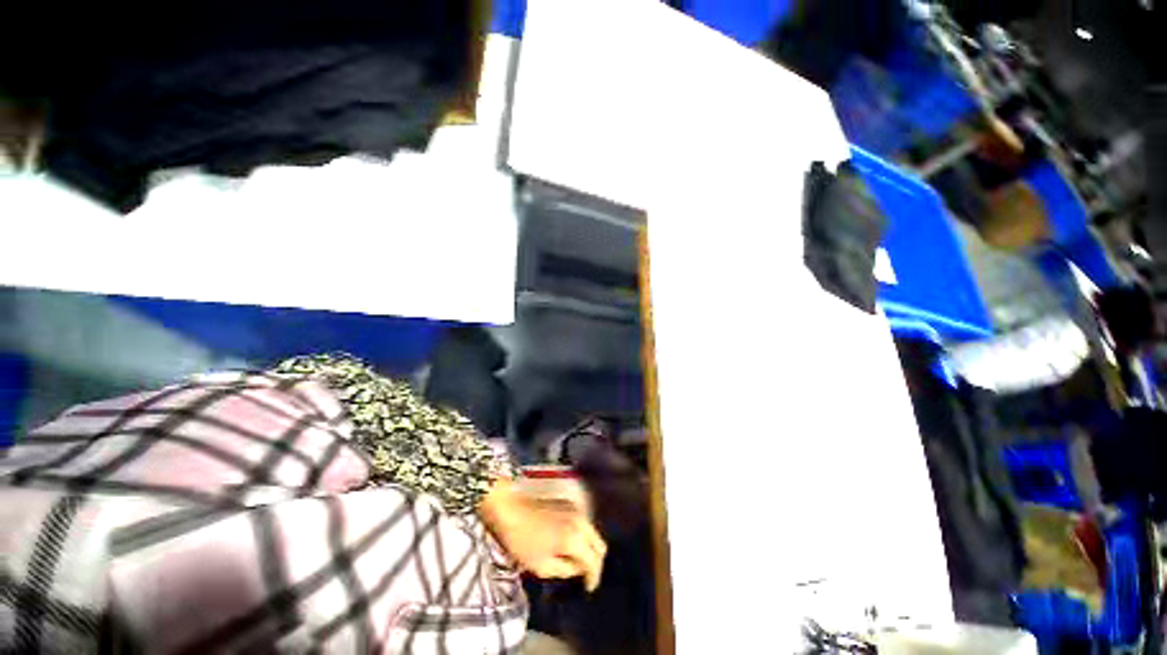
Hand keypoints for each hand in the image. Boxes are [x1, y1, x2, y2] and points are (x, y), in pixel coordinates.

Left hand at [479, 480, 606, 590]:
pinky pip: (585, 523)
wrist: (511, 510)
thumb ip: (565, 570)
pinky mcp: (570, 503)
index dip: (593, 578)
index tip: (588, 589)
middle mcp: (581, 522)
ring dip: (590, 548)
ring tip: (578, 560)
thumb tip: (576, 568)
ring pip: (594, 532)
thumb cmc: (522, 541)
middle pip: (599, 545)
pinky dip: (584, 535)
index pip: (594, 562)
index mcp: (574, 539)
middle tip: (586, 576)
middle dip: (596, 563)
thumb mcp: (541, 566)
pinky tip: (572, 542)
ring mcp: (577, 510)